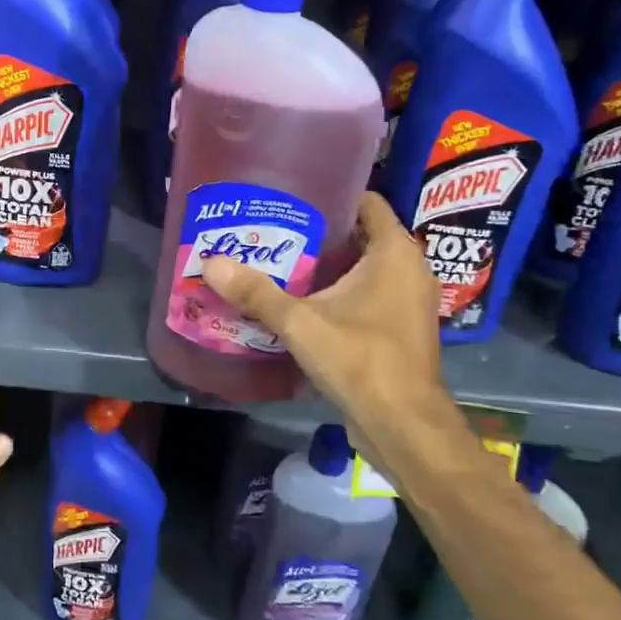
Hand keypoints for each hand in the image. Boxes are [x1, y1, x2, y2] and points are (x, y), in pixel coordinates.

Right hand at [199, 193, 459, 456]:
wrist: (403, 425)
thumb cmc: (360, 359)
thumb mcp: (300, 323)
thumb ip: (256, 292)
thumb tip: (211, 263)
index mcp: (395, 252)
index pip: (367, 202)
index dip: (332, 194)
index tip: (293, 196)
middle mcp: (410, 269)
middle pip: (361, 235)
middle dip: (321, 232)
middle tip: (276, 228)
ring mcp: (408, 300)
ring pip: (365, 268)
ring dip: (329, 265)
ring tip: (282, 260)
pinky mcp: (401, 327)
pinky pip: (369, 294)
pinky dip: (341, 291)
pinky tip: (304, 299)